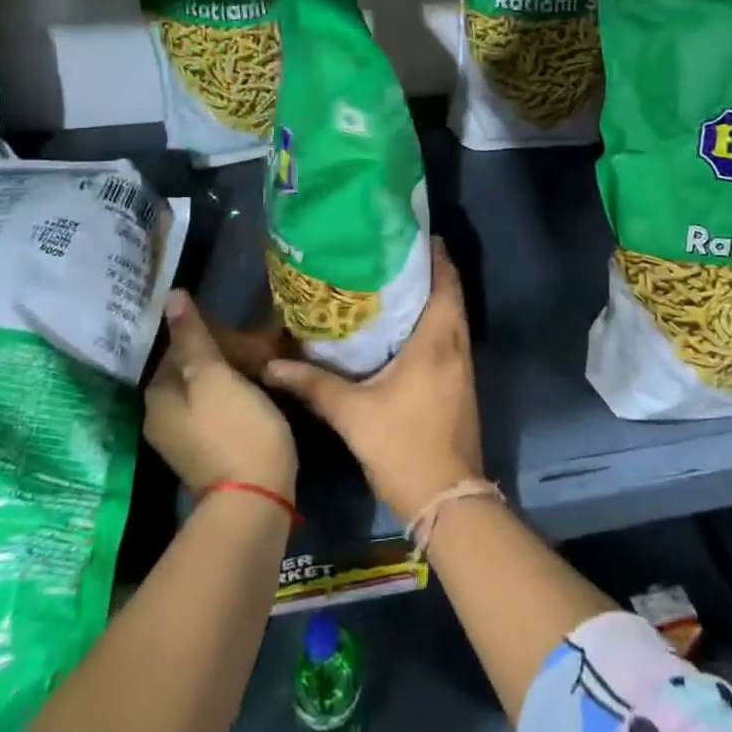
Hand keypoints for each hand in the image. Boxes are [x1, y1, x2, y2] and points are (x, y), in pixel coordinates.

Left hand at [144, 290, 296, 499]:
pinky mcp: (208, 450)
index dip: (216, 333)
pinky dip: (240, 394)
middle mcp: (163, 414)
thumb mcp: (215, 376)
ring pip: (211, 386)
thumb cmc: (236, 429)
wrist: (256, 500)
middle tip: (267, 350)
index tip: (249, 334)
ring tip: (272, 366)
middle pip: (195, 366)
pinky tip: (265, 391)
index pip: (181, 345)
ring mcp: (185, 436)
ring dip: (239, 372)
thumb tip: (172, 296)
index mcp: (159, 394)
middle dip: (231, 353)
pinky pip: (221, 407)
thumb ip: (194, 336)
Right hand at [264, 238, 482, 521]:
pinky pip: (448, 336)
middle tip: (388, 252)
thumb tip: (269, 365)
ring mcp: (462, 364)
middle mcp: (456, 344)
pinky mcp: (459, 382)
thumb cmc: (404, 447)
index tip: (407, 231)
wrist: (448, 500)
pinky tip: (399, 326)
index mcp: (439, 339)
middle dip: (425, 269)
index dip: (433, 252)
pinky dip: (430, 320)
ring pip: (450, 314)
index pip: (446, 280)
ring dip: (429, 295)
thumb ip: (313, 385)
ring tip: (389, 280)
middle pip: (449, 292)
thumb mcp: (353, 414)